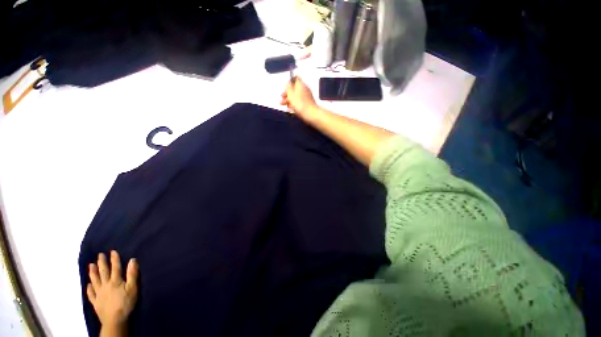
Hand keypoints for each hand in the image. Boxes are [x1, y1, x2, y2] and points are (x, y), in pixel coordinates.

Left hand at [87, 251, 138, 328]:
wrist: (115, 320)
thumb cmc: (126, 302)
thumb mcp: (133, 288)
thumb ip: (132, 274)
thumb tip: (132, 260)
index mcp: (115, 281)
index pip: (115, 267)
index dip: (114, 259)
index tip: (112, 251)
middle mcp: (105, 285)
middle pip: (103, 272)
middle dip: (101, 263)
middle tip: (99, 255)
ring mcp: (99, 293)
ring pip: (95, 281)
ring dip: (93, 272)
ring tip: (90, 265)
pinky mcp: (95, 302)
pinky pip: (91, 293)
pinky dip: (89, 288)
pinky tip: (88, 285)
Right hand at [281, 77, 318, 120]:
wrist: (310, 113)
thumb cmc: (299, 103)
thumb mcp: (291, 94)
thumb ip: (288, 87)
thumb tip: (287, 83)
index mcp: (300, 84)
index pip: (295, 78)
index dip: (289, 81)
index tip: (285, 87)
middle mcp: (304, 89)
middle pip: (294, 89)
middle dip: (287, 93)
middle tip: (282, 97)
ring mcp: (306, 97)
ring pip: (296, 96)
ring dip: (288, 100)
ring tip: (282, 104)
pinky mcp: (307, 104)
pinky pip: (299, 102)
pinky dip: (294, 105)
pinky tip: (289, 109)